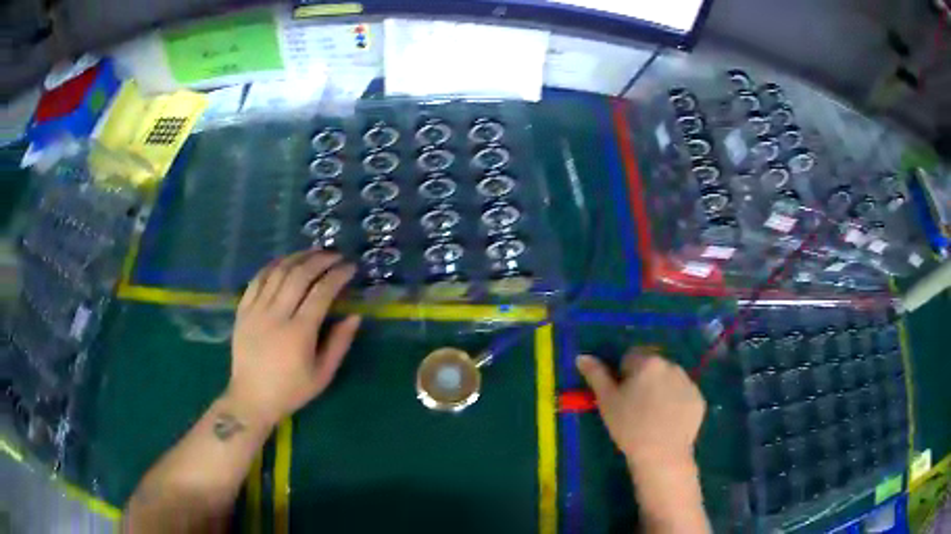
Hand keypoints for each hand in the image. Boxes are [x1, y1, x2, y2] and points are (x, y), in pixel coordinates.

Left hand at [227, 251, 361, 426]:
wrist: (251, 399)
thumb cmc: (291, 391)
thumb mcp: (322, 375)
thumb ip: (339, 344)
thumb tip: (354, 316)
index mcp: (299, 333)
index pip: (321, 293)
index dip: (337, 276)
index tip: (350, 267)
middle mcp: (276, 315)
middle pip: (299, 275)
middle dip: (320, 260)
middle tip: (335, 255)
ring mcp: (256, 311)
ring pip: (277, 272)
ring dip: (297, 257)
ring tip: (313, 252)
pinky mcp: (243, 311)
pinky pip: (257, 279)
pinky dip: (272, 266)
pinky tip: (284, 262)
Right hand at [576, 349, 704, 468]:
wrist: (662, 454)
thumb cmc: (629, 426)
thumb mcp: (606, 401)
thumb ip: (596, 375)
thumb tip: (582, 356)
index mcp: (648, 362)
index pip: (631, 356)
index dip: (624, 375)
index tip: (622, 395)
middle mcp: (672, 365)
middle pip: (653, 366)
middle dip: (645, 380)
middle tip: (636, 406)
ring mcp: (689, 382)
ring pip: (670, 379)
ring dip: (662, 389)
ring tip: (653, 416)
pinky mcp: (699, 399)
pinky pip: (684, 394)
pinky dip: (676, 402)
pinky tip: (668, 421)